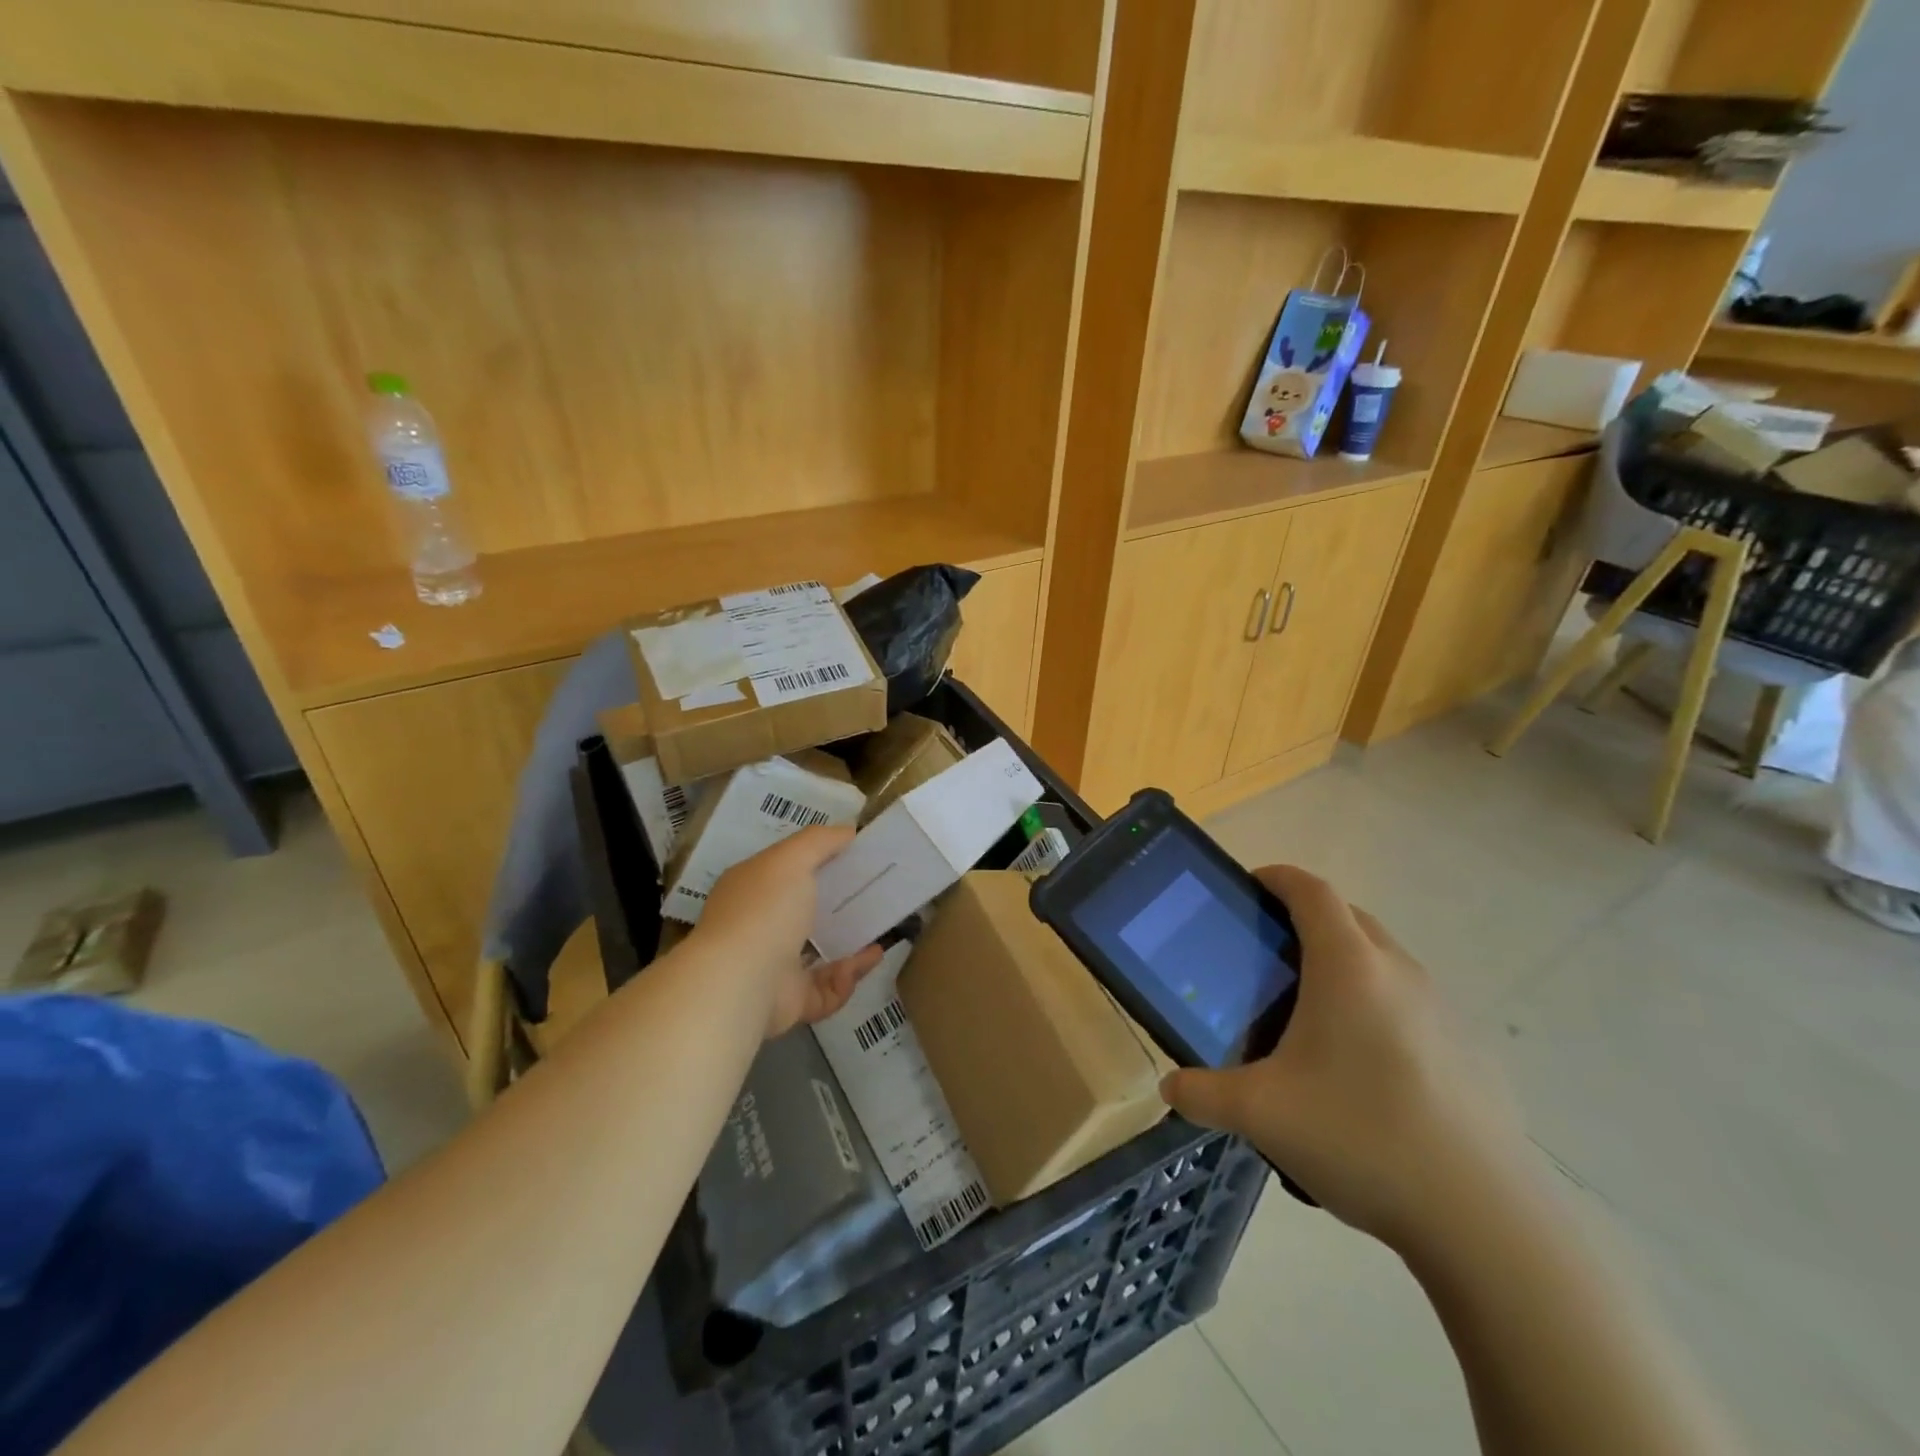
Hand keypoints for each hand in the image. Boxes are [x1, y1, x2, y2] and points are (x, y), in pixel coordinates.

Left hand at [694, 826, 882, 1038]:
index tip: (853, 859)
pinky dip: (849, 977)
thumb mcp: (792, 858)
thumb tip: (848, 830)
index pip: (786, 872)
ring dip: (850, 945)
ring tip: (879, 932)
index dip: (817, 864)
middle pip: (804, 913)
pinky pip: (827, 990)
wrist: (741, 981)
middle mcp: (758, 927)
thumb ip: (820, 841)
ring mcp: (772, 967)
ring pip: (818, 955)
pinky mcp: (790, 1002)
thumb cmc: (765, 909)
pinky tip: (870, 959)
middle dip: (838, 907)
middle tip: (873, 896)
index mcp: (752, 890)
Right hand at [1161, 866, 1530, 1255]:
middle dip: (1306, 918)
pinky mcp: (1469, 1050)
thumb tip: (1170, 1090)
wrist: (1484, 1220)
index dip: (1277, 877)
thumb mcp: (1261, 1114)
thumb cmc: (1361, 1136)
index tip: (1248, 887)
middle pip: (1349, 916)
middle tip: (1268, 954)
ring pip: (1383, 959)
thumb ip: (1203, 1094)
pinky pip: (1411, 1002)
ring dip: (1345, 963)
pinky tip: (1362, 1069)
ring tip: (1310, 1013)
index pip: (1311, 890)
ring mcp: (1442, 1010)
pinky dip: (1378, 1005)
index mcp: (1348, 966)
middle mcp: (1399, 972)